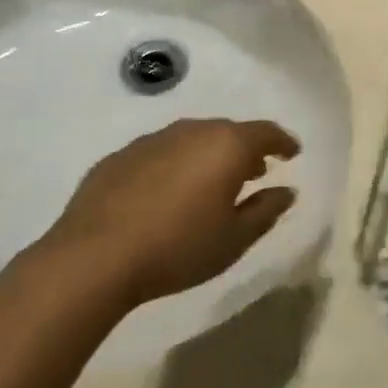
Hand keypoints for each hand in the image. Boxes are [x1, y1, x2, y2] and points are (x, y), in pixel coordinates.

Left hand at [37, 119, 299, 307]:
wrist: (95, 256)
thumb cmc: (178, 247)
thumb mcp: (234, 239)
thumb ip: (266, 210)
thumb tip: (287, 191)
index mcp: (226, 145)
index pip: (266, 132)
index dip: (283, 141)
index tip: (292, 153)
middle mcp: (192, 131)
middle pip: (228, 132)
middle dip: (245, 149)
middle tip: (254, 172)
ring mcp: (153, 139)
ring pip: (192, 140)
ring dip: (208, 156)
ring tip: (212, 183)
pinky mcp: (121, 155)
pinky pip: (161, 153)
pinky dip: (175, 165)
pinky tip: (167, 194)